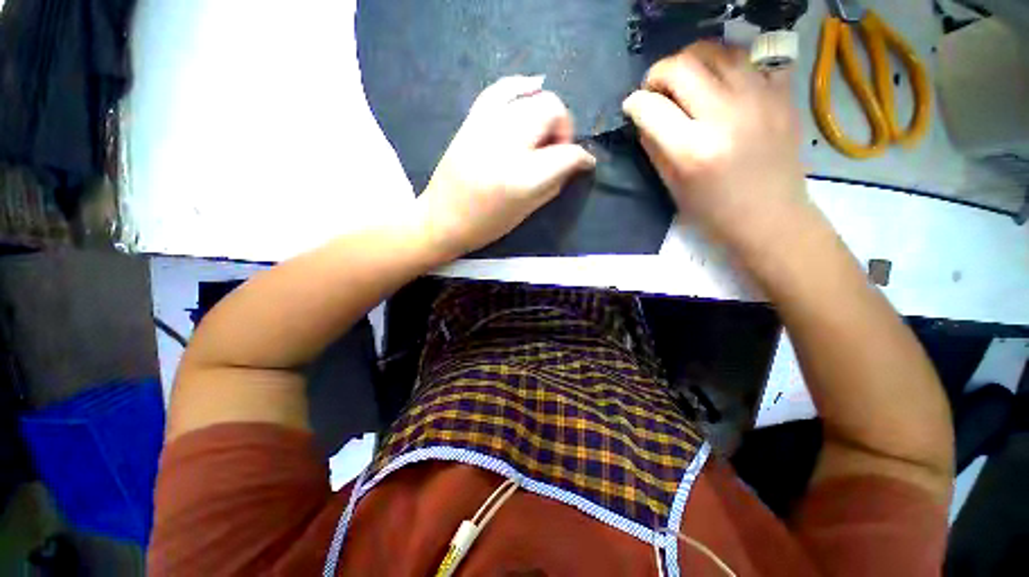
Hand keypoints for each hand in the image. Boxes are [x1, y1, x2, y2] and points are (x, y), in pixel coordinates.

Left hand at [416, 76, 595, 257]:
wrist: (442, 219)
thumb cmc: (487, 225)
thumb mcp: (526, 212)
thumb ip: (554, 183)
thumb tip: (573, 163)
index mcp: (522, 177)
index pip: (567, 154)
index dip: (582, 158)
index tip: (584, 164)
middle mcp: (507, 144)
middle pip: (552, 111)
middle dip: (564, 128)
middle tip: (557, 149)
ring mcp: (487, 127)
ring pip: (532, 96)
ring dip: (546, 112)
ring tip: (542, 133)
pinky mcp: (472, 120)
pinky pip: (501, 89)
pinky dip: (521, 86)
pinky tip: (533, 88)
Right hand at [622, 42, 808, 253]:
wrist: (769, 217)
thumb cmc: (713, 211)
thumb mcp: (672, 186)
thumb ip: (655, 147)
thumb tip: (643, 118)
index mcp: (692, 150)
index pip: (651, 108)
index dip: (634, 103)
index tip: (632, 106)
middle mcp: (725, 116)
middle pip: (683, 66)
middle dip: (658, 73)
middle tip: (656, 88)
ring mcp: (760, 100)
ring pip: (718, 50)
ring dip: (693, 60)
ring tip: (688, 79)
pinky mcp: (782, 95)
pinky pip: (752, 59)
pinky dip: (729, 64)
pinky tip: (723, 82)